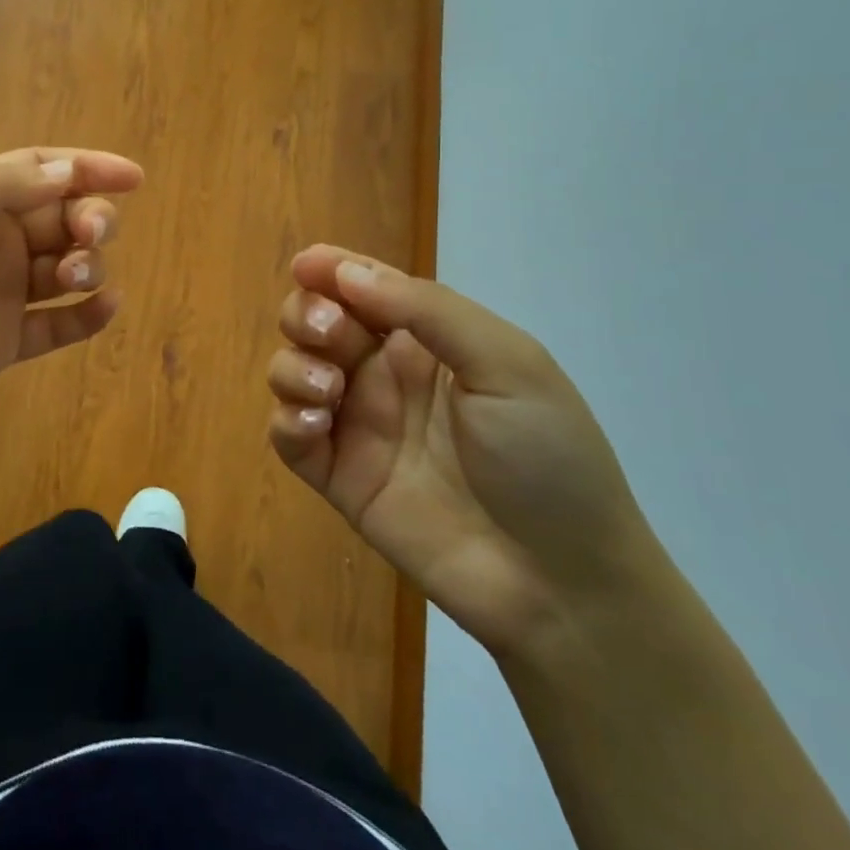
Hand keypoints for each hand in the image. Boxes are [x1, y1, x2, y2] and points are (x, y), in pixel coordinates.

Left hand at [0, 148, 142, 448]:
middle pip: (60, 218)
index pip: (38, 172)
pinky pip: (58, 325)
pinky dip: (86, 316)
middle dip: (89, 218)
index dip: (87, 168)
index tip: (134, 177)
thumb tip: (68, 171)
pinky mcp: (3, 344)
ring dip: (87, 264)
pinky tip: (106, 307)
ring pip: (65, 268)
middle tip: (91, 235)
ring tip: (76, 277)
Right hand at [267, 248, 664, 657]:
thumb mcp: (506, 364)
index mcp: (427, 341)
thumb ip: (426, 310)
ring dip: (294, 367)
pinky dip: (288, 420)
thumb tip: (345, 271)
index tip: (306, 265)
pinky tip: (317, 425)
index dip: (331, 269)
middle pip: (316, 322)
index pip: (365, 288)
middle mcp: (384, 375)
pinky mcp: (339, 477)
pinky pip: (288, 436)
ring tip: (330, 392)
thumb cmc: (546, 458)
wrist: (562, 583)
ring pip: (292, 372)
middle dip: (307, 315)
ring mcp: (358, 426)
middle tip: (330, 335)